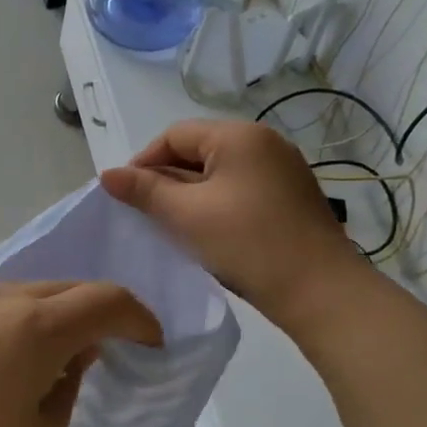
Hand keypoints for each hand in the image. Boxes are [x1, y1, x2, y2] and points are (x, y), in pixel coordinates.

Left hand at [0, 281, 161, 426]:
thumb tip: (72, 356)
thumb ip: (68, 388)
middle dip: (98, 314)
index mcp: (34, 327)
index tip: (151, 346)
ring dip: (52, 316)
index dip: (139, 319)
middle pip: (66, 289)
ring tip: (50, 360)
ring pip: (25, 293)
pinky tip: (0, 362)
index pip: (106, 300)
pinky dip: (14, 322)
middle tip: (107, 352)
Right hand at [100, 119, 362, 324]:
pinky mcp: (290, 196)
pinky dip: (215, 203)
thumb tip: (107, 174)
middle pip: (198, 150)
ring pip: (218, 172)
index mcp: (238, 136)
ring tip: (171, 226)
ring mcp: (282, 169)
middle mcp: (264, 142)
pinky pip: (240, 188)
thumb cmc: (247, 243)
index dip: (143, 162)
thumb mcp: (185, 215)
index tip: (126, 197)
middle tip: (145, 214)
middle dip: (166, 179)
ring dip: (189, 194)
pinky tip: (205, 232)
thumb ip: (143, 191)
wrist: (320, 291)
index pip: (174, 135)